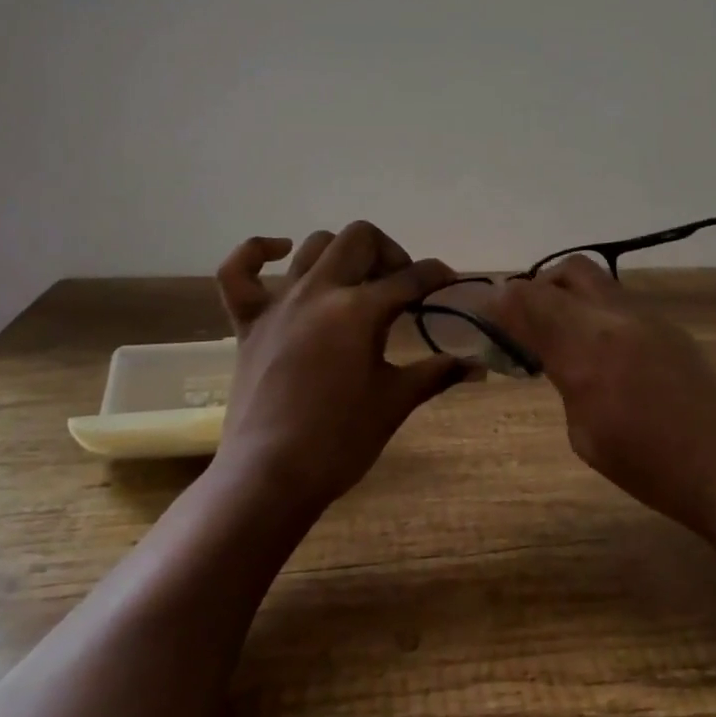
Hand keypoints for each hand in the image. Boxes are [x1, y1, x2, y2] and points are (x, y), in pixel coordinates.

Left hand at [209, 222, 472, 519]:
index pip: (410, 278)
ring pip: (312, 246)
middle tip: (402, 286)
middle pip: (359, 239)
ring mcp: (278, 304)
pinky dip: (257, 253)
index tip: (448, 281)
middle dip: (390, 253)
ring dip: (342, 253)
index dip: (436, 275)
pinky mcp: (247, 323)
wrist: (270, 476)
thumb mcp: (395, 402)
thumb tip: (478, 366)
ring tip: (357, 281)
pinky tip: (282, 253)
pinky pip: (238, 272)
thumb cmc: (340, 441)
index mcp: (358, 311)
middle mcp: (318, 292)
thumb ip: (436, 374)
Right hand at [494, 257, 715, 537]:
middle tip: (528, 322)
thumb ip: (561, 376)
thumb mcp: (583, 433)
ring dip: (570, 297)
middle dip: (538, 288)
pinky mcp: (671, 326)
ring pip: (597, 281)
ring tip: (566, 337)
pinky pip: (621, 302)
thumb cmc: (647, 468)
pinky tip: (604, 351)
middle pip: (566, 271)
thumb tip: (544, 349)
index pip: (529, 299)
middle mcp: (616, 319)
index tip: (488, 315)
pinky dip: (598, 312)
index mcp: (587, 350)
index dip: (502, 301)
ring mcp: (649, 318)